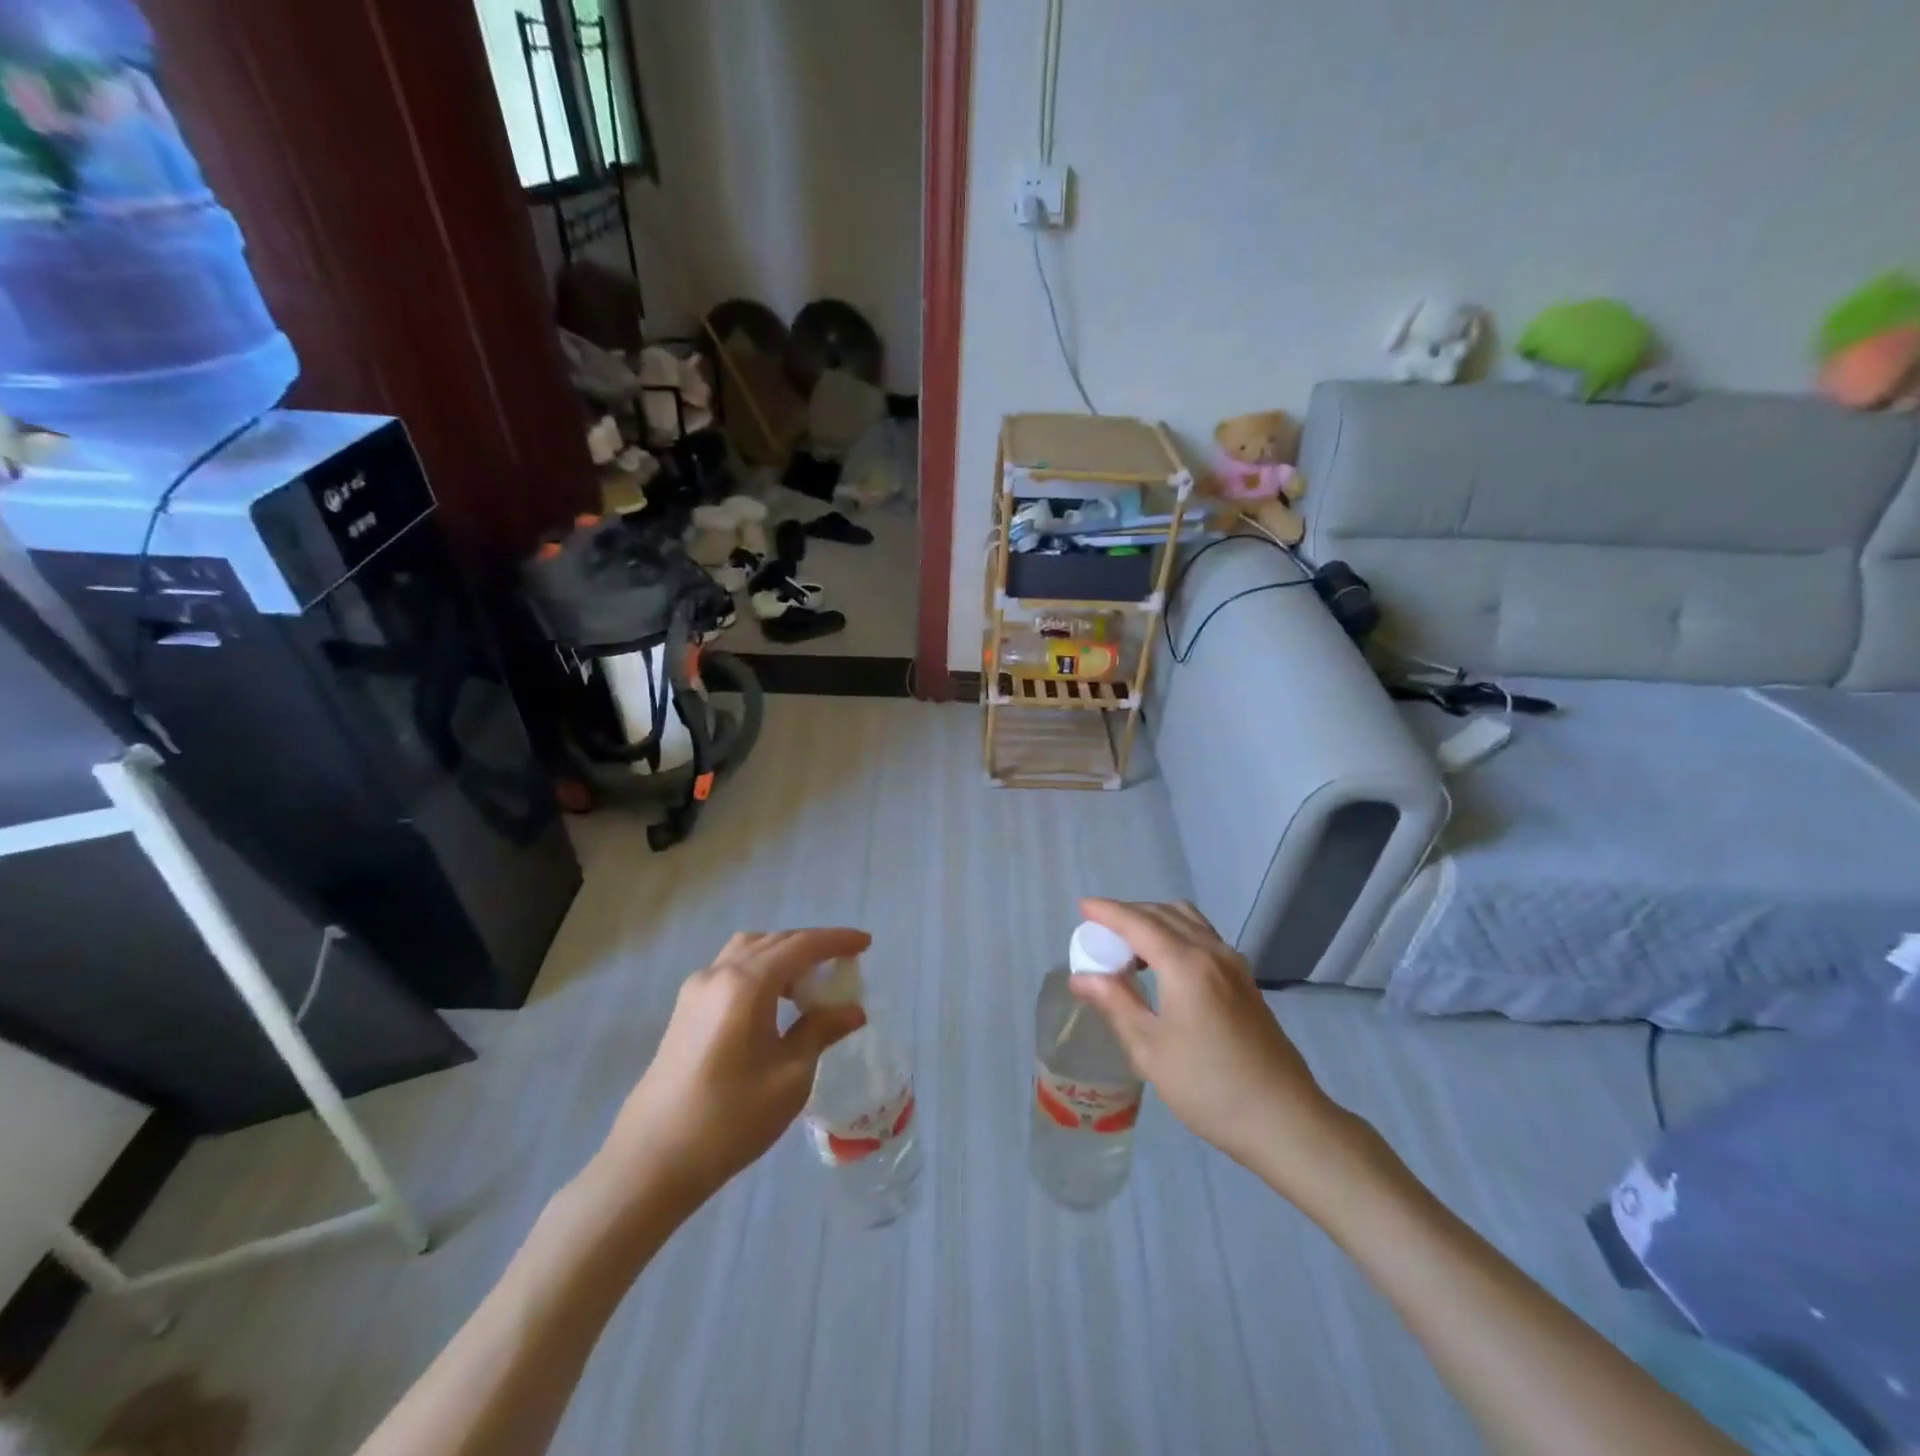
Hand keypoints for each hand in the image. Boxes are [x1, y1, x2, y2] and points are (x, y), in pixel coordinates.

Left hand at [597, 929, 870, 1209]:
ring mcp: (696, 990)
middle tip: (843, 964)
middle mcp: (718, 973)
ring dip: (783, 956)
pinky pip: (731, 970)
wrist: (651, 1162)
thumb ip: (821, 1031)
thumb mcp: (790, 1077)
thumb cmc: (729, 1119)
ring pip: (748, 951)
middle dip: (811, 946)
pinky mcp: (684, 1011)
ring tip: (809, 983)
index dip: (837, 941)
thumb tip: (853, 1010)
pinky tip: (774, 1003)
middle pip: (774, 941)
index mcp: (746, 983)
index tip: (866, 943)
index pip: (801, 945)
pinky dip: (760, 971)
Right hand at [1070, 899, 1357, 1196]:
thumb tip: (1081, 977)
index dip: (1108, 911)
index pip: (1138, 923)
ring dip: (1155, 921)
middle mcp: (1212, 952)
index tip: (1083, 907)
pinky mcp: (1245, 981)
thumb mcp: (1149, 1049)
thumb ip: (1115, 1003)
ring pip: (1188, 921)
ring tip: (1128, 946)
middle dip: (1129, 914)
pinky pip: (1204, 937)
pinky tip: (1163, 964)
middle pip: (1164, 913)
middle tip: (1099, 932)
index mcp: (1186, 964)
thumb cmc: (1209, 1088)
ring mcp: (1234, 965)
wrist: (1285, 1120)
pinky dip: (1176, 934)